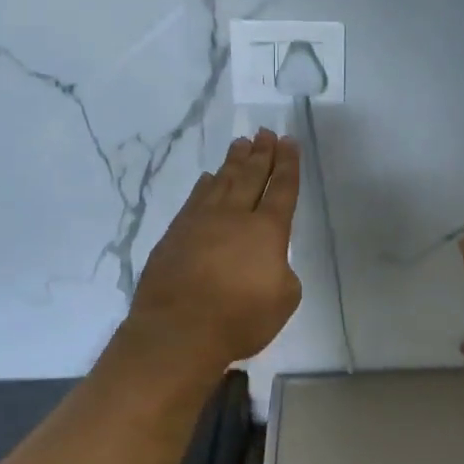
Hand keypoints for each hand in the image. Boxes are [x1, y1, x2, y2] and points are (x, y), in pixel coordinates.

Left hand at [126, 129, 302, 374]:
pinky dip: (204, 185)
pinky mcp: (175, 235)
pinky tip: (208, 178)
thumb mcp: (284, 300)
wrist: (178, 331)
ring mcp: (200, 222)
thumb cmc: (239, 319)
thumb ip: (282, 271)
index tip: (289, 141)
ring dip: (233, 162)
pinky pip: (195, 199)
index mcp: (267, 231)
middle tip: (265, 132)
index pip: (282, 189)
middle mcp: (234, 217)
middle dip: (261, 153)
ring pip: (221, 182)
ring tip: (241, 143)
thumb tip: (267, 260)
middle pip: (251, 176)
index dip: (288, 164)